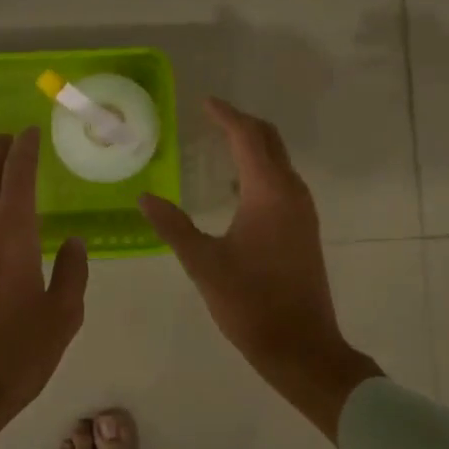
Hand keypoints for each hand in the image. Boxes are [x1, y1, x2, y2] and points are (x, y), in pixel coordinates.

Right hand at [138, 99, 381, 441]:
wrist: (301, 346)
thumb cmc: (250, 302)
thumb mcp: (203, 263)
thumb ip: (173, 225)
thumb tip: (145, 197)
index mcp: (268, 192)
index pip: (246, 137)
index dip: (225, 115)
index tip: (203, 102)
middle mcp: (291, 192)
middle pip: (269, 140)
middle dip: (241, 123)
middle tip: (210, 117)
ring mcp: (302, 210)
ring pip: (278, 160)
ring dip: (252, 145)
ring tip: (218, 144)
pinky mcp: (304, 227)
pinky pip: (282, 181)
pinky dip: (260, 169)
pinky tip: (236, 187)